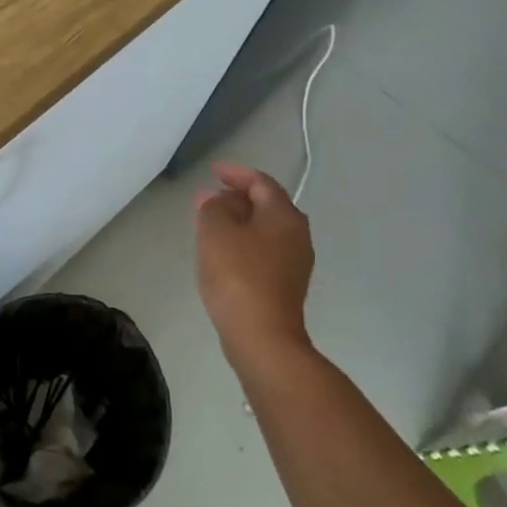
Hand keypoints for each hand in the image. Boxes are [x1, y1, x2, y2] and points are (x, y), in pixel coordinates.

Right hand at [195, 161, 315, 371]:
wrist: (262, 336)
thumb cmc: (238, 276)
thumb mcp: (215, 232)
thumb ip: (212, 208)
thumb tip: (214, 199)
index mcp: (284, 216)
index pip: (261, 183)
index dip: (236, 174)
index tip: (212, 171)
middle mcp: (297, 235)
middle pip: (268, 205)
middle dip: (238, 198)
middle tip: (209, 198)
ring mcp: (295, 262)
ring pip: (266, 229)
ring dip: (240, 221)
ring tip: (212, 223)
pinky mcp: (286, 285)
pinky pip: (264, 250)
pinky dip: (244, 242)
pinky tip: (224, 252)